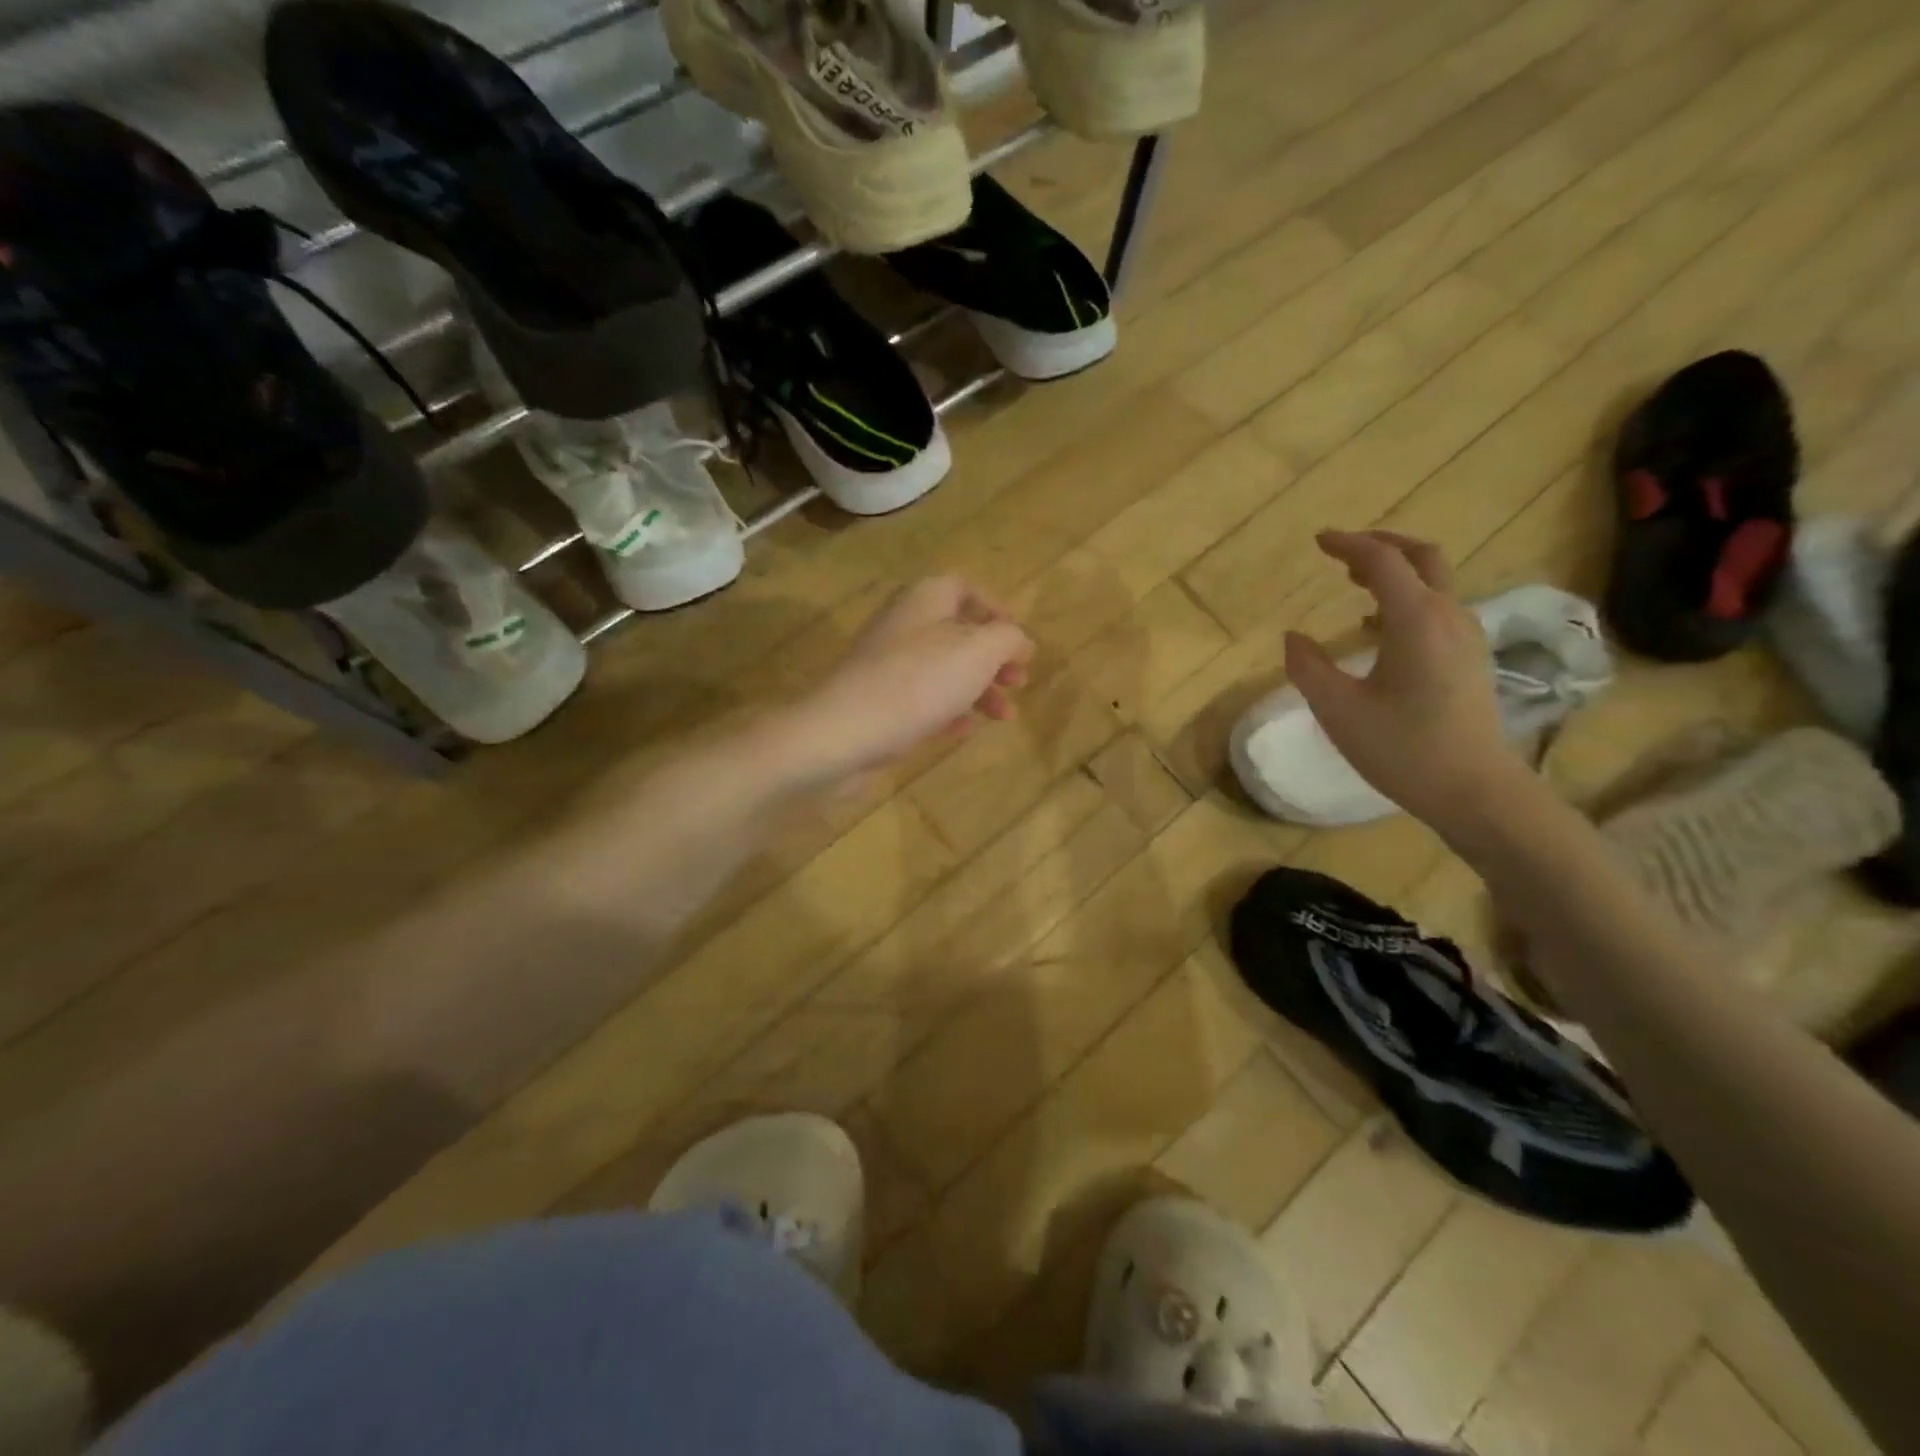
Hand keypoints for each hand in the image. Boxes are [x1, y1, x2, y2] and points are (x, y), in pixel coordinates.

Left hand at [787, 576, 1033, 788]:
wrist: (845, 732)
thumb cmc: (918, 682)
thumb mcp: (978, 652)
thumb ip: (1007, 639)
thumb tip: (1019, 641)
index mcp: (924, 599)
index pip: (963, 588)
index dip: (995, 610)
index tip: (1019, 641)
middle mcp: (904, 625)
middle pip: (958, 633)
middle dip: (994, 659)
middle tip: (1018, 682)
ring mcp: (888, 666)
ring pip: (943, 670)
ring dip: (978, 690)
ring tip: (1004, 716)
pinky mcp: (878, 703)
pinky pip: (922, 700)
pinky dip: (948, 711)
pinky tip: (963, 731)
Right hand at [1285, 531, 1528, 832]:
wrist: (1474, 789)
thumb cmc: (1402, 748)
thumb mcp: (1337, 709)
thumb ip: (1308, 667)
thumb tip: (1293, 638)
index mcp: (1415, 620)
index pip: (1382, 561)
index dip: (1347, 544)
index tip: (1318, 541)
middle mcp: (1448, 616)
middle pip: (1421, 557)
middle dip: (1381, 545)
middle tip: (1342, 551)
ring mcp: (1467, 636)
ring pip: (1434, 582)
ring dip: (1395, 572)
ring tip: (1355, 584)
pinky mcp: (1471, 658)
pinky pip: (1439, 607)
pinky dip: (1407, 598)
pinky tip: (1379, 627)